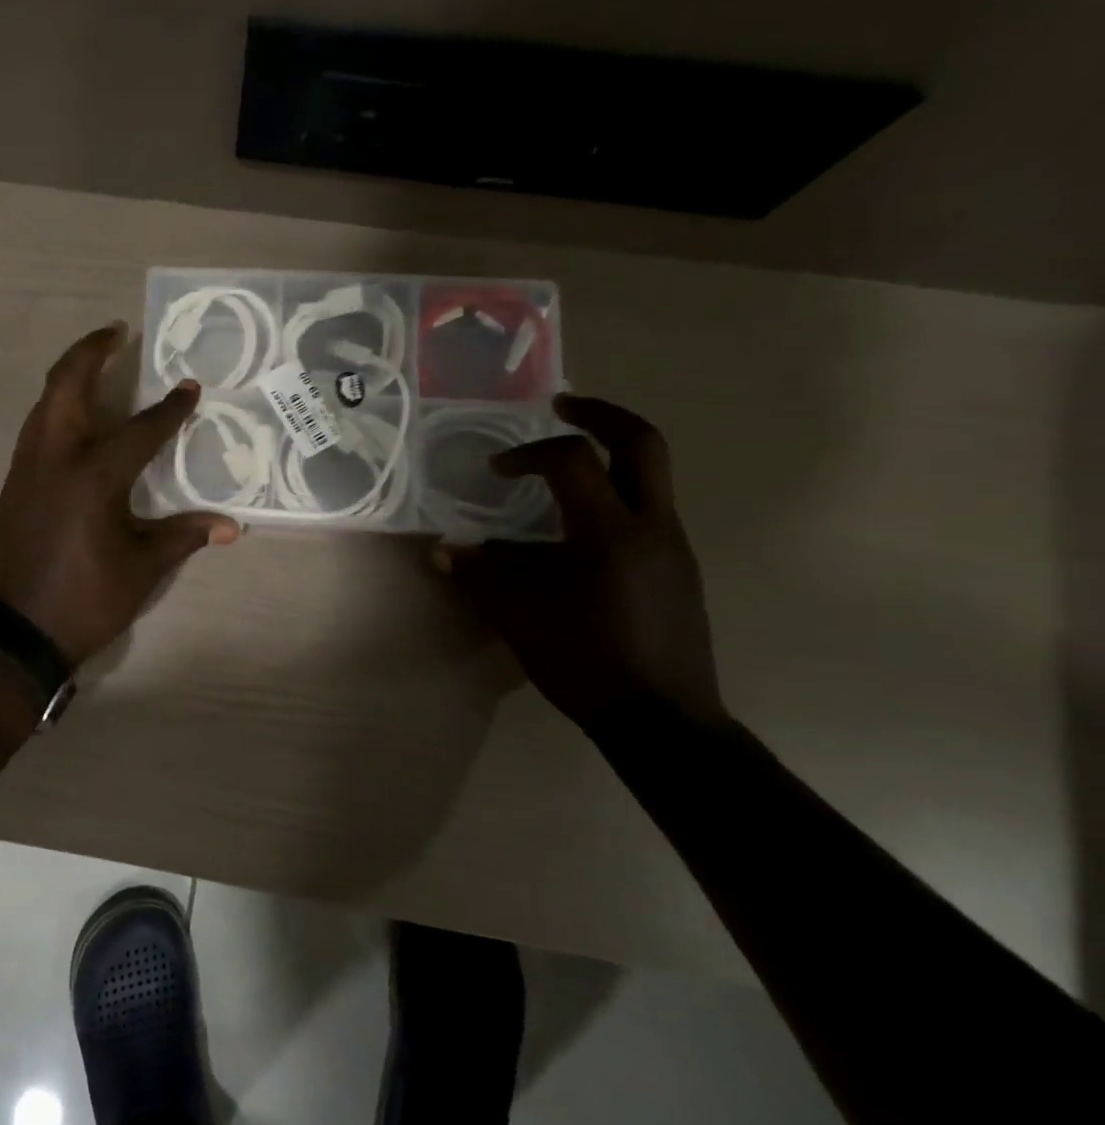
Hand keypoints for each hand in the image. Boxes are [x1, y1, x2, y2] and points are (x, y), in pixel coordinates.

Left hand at [0, 324, 239, 665]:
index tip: (190, 388)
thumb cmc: (82, 601)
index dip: (169, 409)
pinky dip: (55, 406)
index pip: (140, 429)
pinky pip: (35, 426)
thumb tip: (230, 527)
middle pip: (67, 384)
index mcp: (92, 476)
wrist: (11, 632)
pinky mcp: (13, 483)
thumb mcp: (139, 570)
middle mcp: (55, 457)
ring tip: (95, 364)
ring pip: (44, 401)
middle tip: (116, 332)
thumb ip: (182, 537)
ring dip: (69, 375)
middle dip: (91, 351)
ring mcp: (27, 467)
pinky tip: (73, 418)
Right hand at [438, 394, 722, 733]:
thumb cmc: (585, 661)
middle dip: (601, 415)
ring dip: (612, 454)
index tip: (499, 470)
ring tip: (566, 467)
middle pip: (642, 442)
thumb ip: (479, 574)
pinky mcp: (681, 567)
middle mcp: (651, 526)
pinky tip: (582, 528)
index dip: (530, 453)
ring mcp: (674, 545)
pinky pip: (652, 509)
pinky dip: (618, 494)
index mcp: (609, 532)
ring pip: (653, 474)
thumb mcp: (518, 615)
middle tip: (562, 406)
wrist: (662, 719)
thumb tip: (443, 549)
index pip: (573, 460)